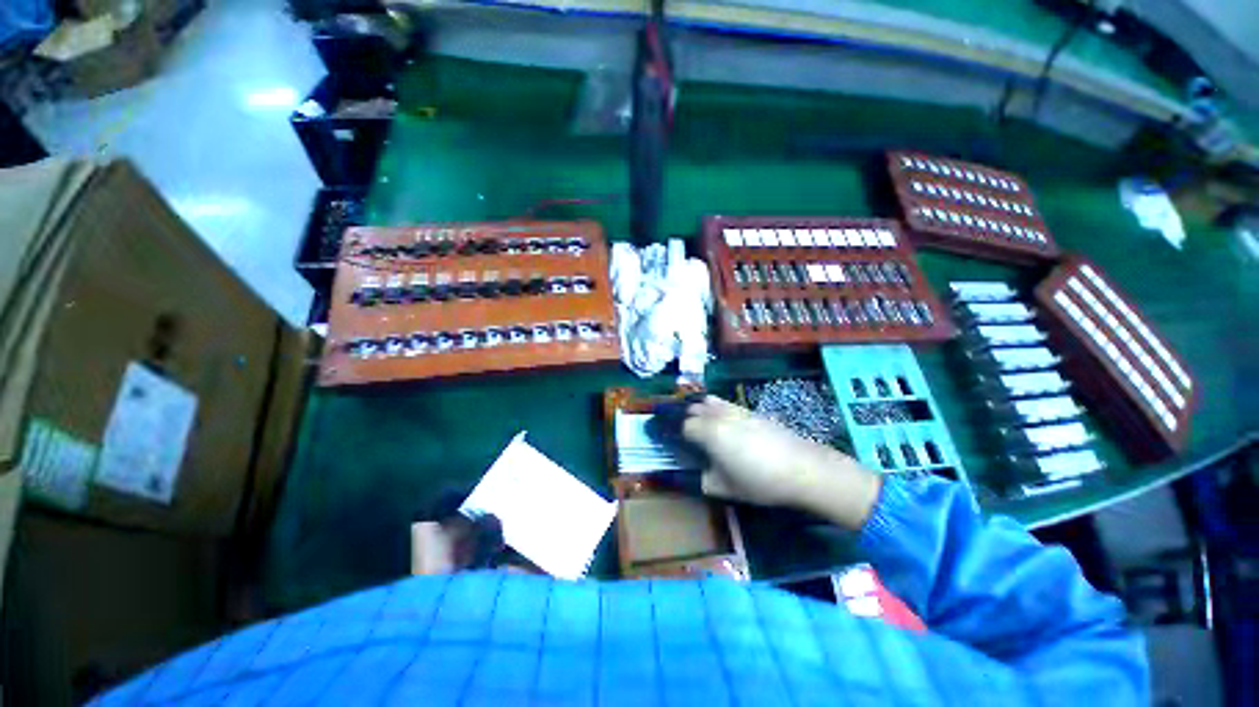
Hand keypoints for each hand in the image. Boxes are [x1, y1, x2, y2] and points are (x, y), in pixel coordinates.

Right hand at [681, 396, 881, 529]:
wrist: (803, 467)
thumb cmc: (759, 481)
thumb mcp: (721, 487)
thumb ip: (692, 480)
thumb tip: (667, 477)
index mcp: (706, 432)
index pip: (676, 424)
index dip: (662, 427)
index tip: (650, 430)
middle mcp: (716, 414)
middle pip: (688, 407)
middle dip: (672, 413)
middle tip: (664, 422)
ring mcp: (733, 409)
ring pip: (703, 400)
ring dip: (689, 406)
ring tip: (684, 416)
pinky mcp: (747, 409)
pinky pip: (719, 402)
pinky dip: (707, 406)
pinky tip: (711, 417)